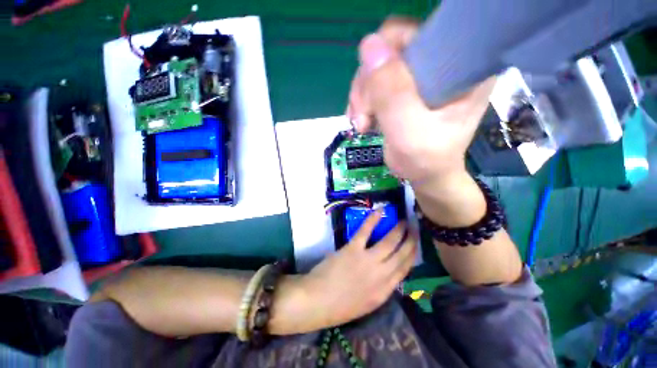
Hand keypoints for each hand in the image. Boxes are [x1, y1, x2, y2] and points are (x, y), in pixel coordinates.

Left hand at [299, 210, 416, 328]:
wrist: (317, 302)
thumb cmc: (340, 306)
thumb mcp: (367, 303)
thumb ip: (380, 288)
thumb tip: (388, 272)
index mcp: (384, 291)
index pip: (405, 269)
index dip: (412, 255)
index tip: (416, 245)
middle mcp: (381, 275)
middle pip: (402, 254)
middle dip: (411, 240)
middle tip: (415, 228)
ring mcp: (367, 261)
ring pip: (389, 242)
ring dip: (398, 229)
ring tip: (404, 221)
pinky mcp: (353, 249)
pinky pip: (365, 231)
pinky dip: (373, 220)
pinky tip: (380, 212)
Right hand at [347, 18, 495, 184]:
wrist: (426, 176)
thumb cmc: (426, 159)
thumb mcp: (409, 130)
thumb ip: (392, 93)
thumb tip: (368, 45)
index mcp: (461, 65)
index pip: (419, 34)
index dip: (388, 54)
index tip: (374, 89)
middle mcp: (442, 63)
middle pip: (390, 52)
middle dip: (368, 86)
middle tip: (363, 117)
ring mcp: (421, 77)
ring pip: (377, 69)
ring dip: (362, 97)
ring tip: (362, 124)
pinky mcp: (405, 90)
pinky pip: (374, 84)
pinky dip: (362, 102)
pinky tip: (362, 121)